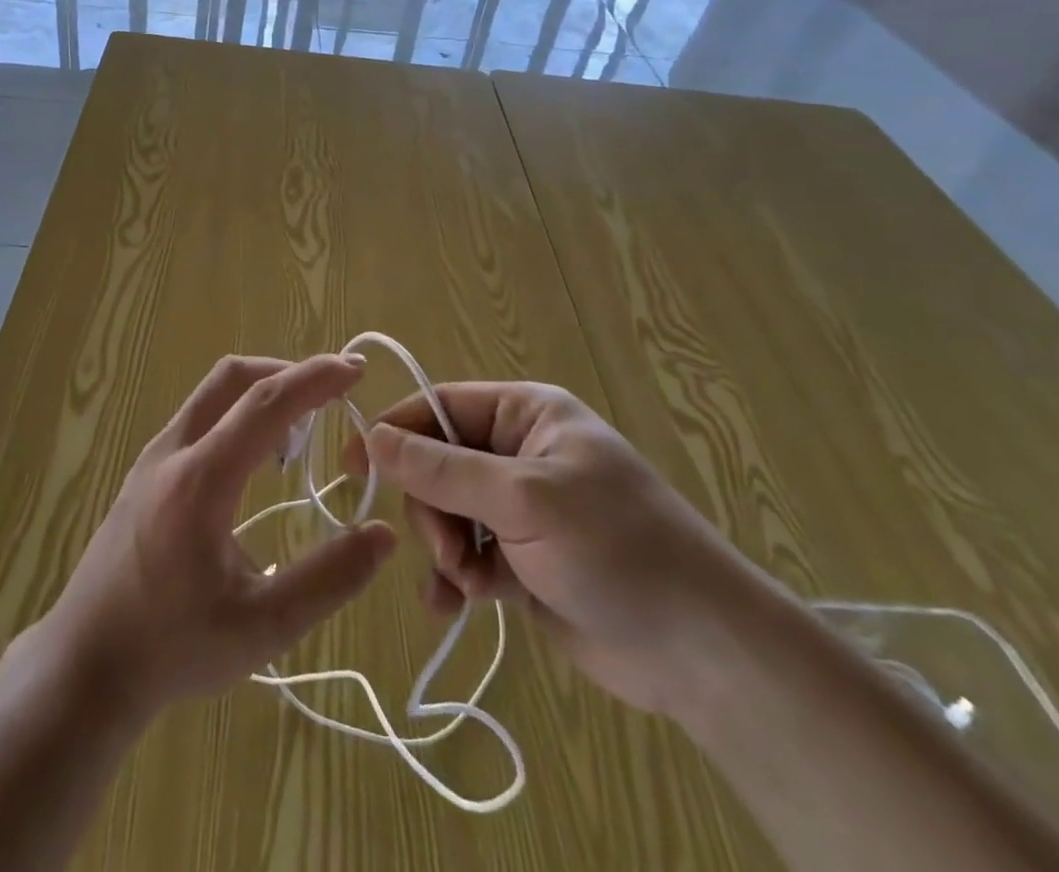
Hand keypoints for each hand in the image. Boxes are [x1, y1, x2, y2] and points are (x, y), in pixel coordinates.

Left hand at [34, 354, 396, 720]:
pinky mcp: (143, 473)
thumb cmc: (173, 646)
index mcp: (201, 478)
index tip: (355, 369)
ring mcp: (152, 458)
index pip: (266, 401)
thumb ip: (328, 580)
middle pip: (233, 377)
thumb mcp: (262, 627)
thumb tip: (382, 534)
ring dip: (260, 394)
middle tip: (332, 393)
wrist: (85, 663)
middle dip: (287, 371)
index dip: (315, 377)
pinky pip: (198, 419)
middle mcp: (173, 451)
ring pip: (211, 395)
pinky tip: (255, 461)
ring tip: (301, 431)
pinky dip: (236, 415)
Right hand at [352, 381, 763, 717]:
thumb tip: (374, 437)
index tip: (354, 466)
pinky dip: (457, 579)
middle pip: (437, 465)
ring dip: (446, 550)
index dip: (395, 431)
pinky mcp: (525, 559)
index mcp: (524, 415)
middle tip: (449, 551)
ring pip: (448, 514)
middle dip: (432, 510)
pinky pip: (469, 556)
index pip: (438, 407)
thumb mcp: (521, 499)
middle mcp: (519, 453)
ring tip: (468, 584)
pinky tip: (455, 606)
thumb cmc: (614, 548)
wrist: (704, 652)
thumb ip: (442, 470)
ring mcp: (522, 509)